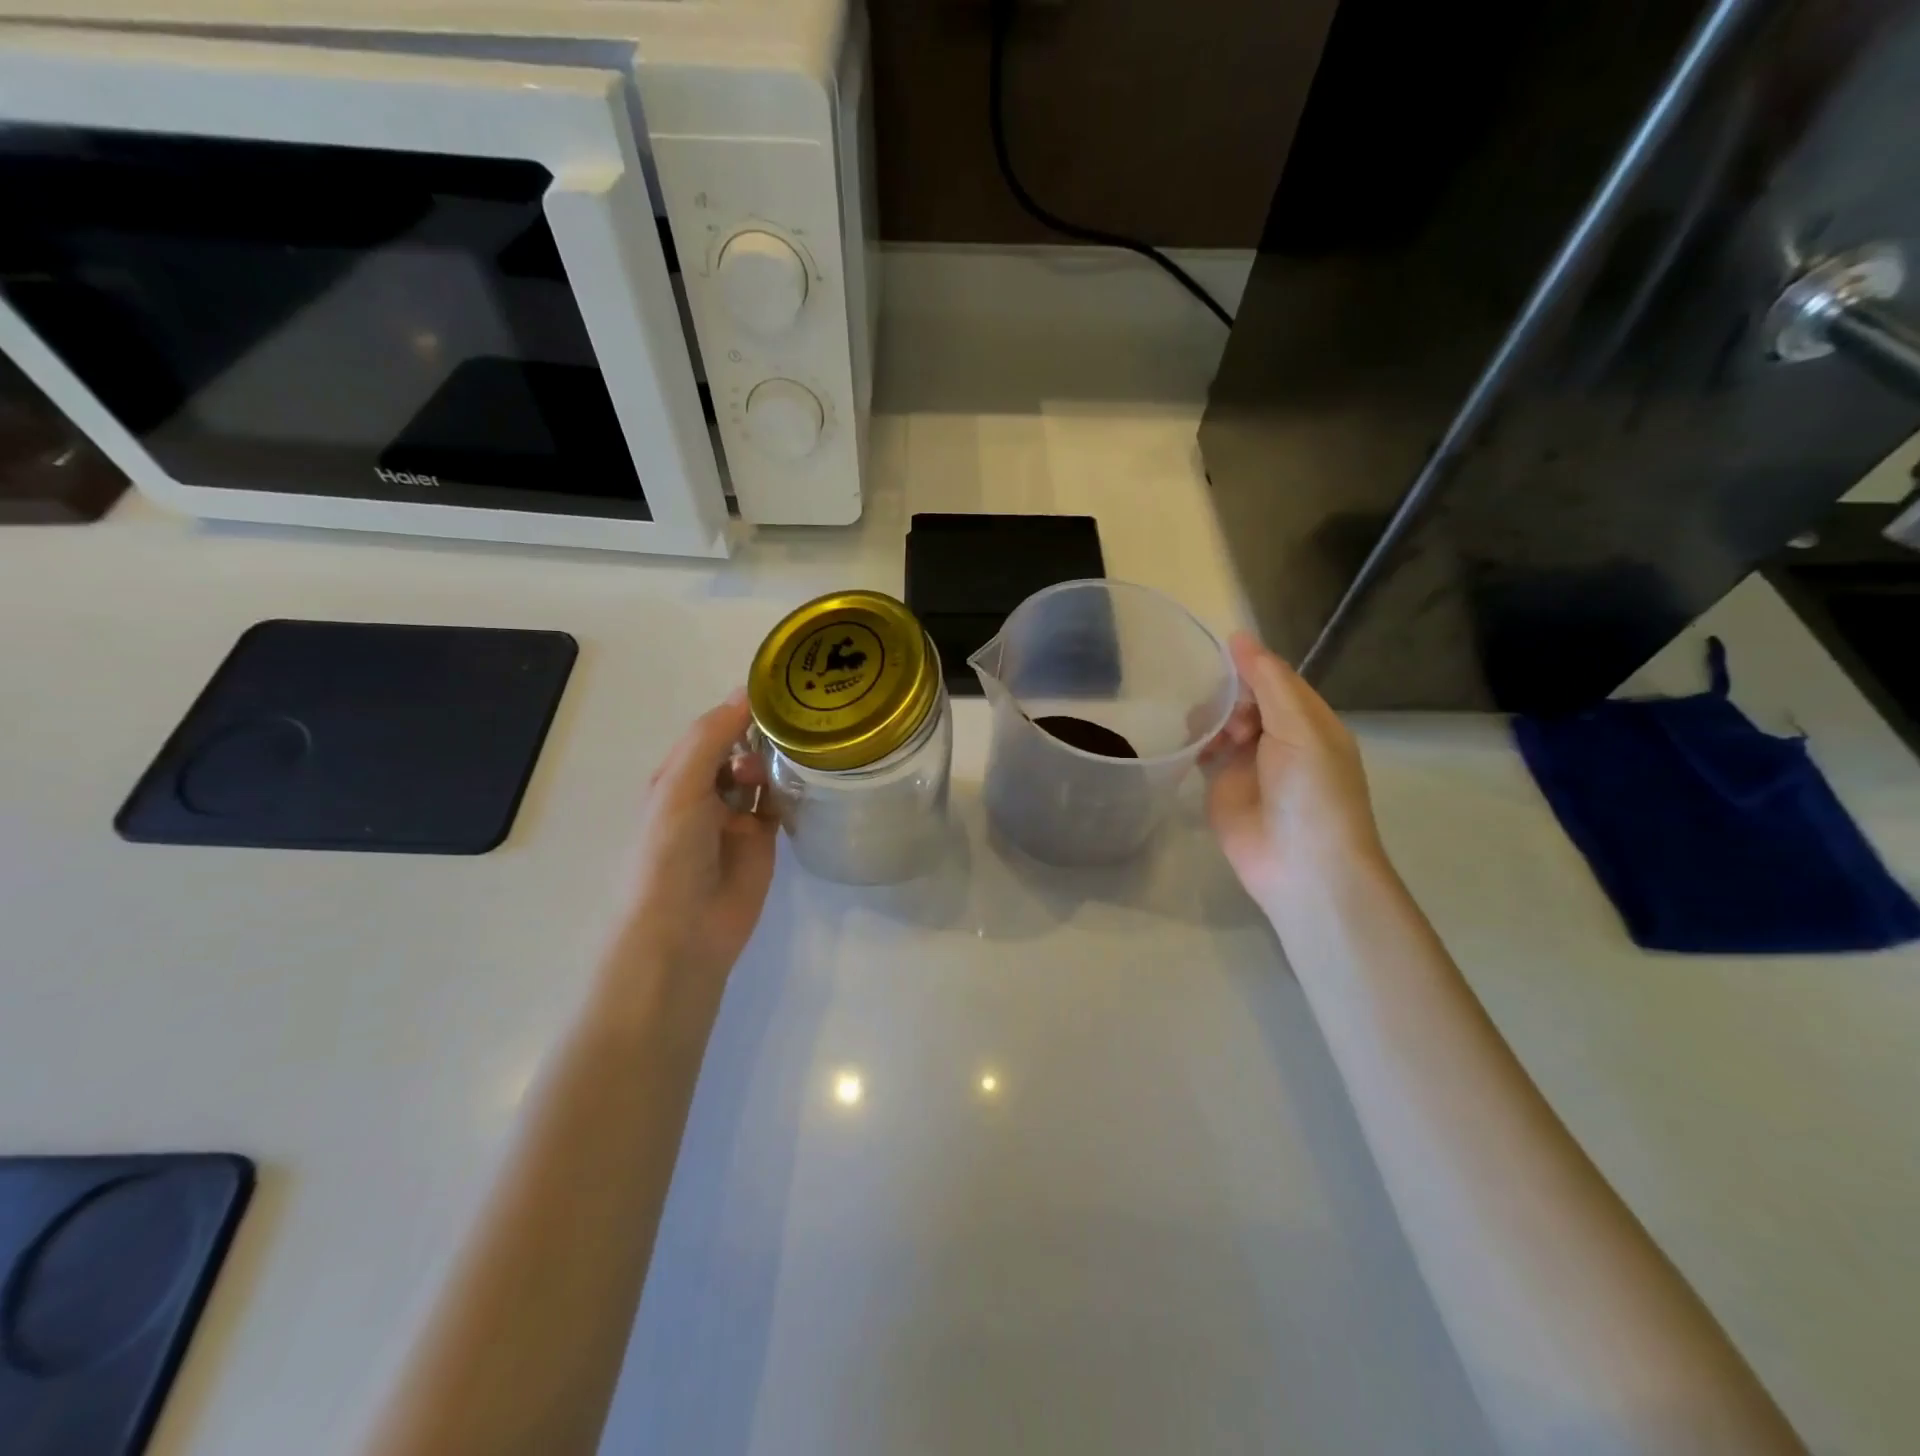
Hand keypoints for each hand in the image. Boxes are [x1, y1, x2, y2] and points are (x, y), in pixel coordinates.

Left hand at [604, 692, 776, 1007]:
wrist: (684, 930)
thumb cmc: (670, 852)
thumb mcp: (680, 785)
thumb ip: (710, 738)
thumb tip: (745, 692)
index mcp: (678, 775)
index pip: (711, 730)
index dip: (738, 709)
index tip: (779, 688)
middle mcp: (706, 792)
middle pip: (739, 750)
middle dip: (762, 733)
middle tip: (797, 721)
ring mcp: (736, 817)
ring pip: (763, 774)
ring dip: (777, 759)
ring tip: (803, 746)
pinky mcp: (764, 840)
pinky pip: (781, 804)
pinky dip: (792, 788)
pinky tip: (809, 773)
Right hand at [1203, 633, 1383, 914]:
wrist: (1300, 866)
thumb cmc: (1311, 791)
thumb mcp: (1300, 728)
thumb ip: (1269, 682)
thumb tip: (1239, 637)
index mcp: (1309, 722)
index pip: (1276, 680)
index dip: (1249, 664)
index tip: (1214, 649)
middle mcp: (1280, 739)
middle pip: (1246, 700)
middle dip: (1226, 692)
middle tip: (1206, 695)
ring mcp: (1248, 765)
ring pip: (1223, 724)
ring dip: (1208, 716)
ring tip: (1195, 718)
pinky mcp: (1221, 788)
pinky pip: (1203, 754)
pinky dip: (1192, 742)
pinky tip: (1181, 735)